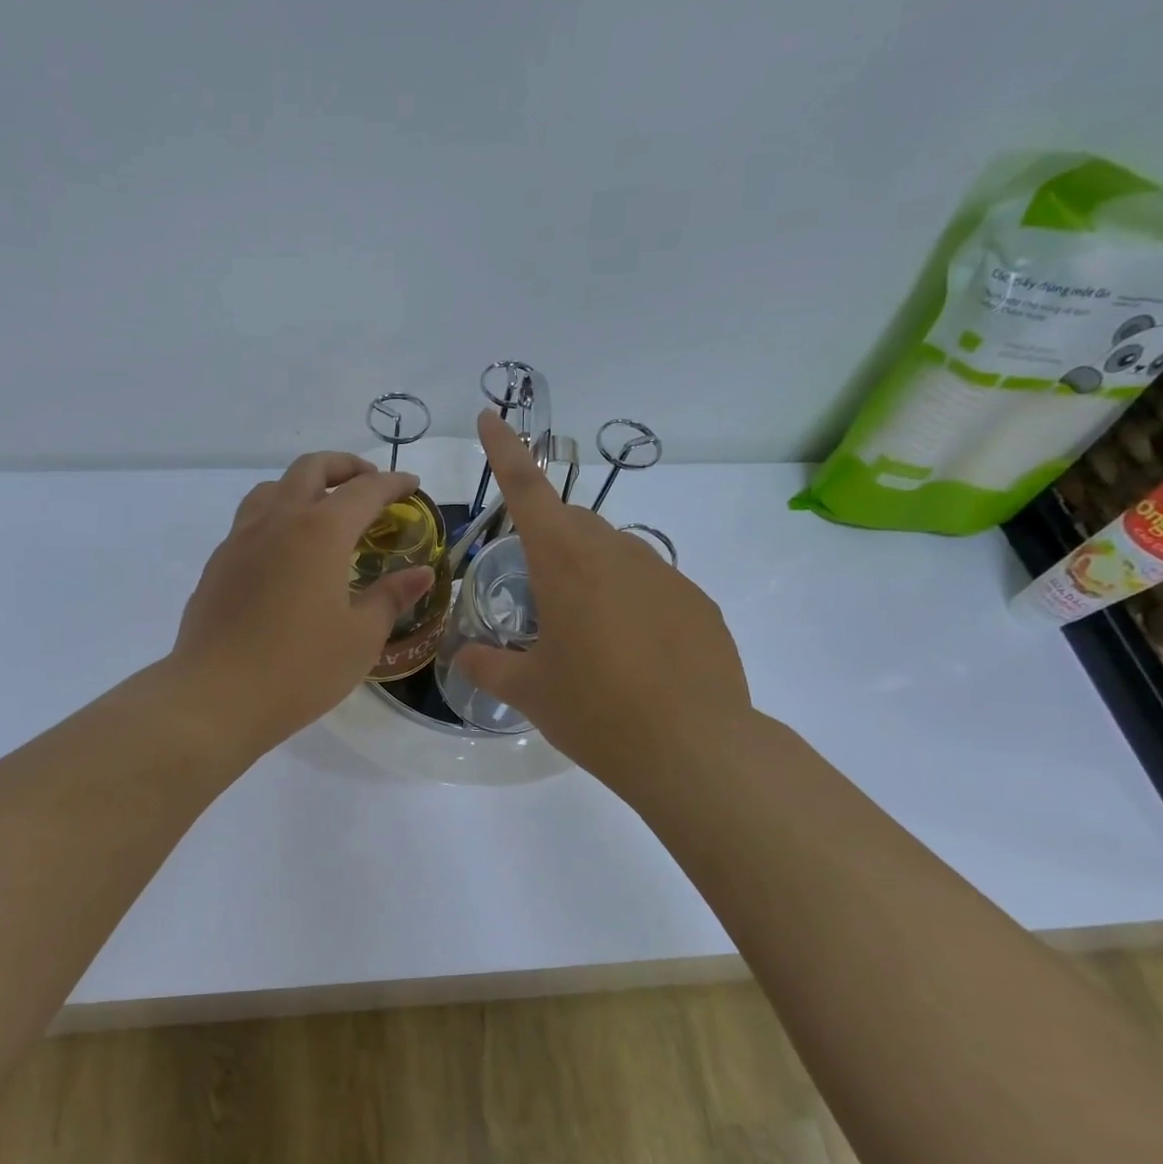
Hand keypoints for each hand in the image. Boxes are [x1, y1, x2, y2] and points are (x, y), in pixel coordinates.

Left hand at [172, 451, 434, 753]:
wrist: (216, 696)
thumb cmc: (300, 668)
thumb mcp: (361, 637)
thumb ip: (391, 597)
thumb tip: (421, 573)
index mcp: (320, 532)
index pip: (364, 490)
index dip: (393, 483)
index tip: (412, 485)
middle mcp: (277, 521)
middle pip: (311, 469)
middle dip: (345, 467)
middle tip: (368, 483)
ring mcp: (240, 539)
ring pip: (272, 488)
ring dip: (303, 485)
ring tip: (322, 511)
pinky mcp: (218, 564)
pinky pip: (250, 520)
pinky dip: (276, 516)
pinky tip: (285, 553)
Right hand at [456, 412, 755, 801]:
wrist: (694, 748)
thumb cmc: (595, 711)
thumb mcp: (530, 691)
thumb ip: (488, 665)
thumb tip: (465, 656)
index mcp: (565, 563)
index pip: (526, 490)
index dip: (504, 450)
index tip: (490, 416)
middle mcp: (615, 554)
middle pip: (572, 523)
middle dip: (547, 540)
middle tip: (536, 593)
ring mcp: (664, 575)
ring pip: (613, 553)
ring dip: (589, 573)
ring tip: (585, 634)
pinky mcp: (698, 603)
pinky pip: (650, 585)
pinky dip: (629, 601)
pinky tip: (632, 654)